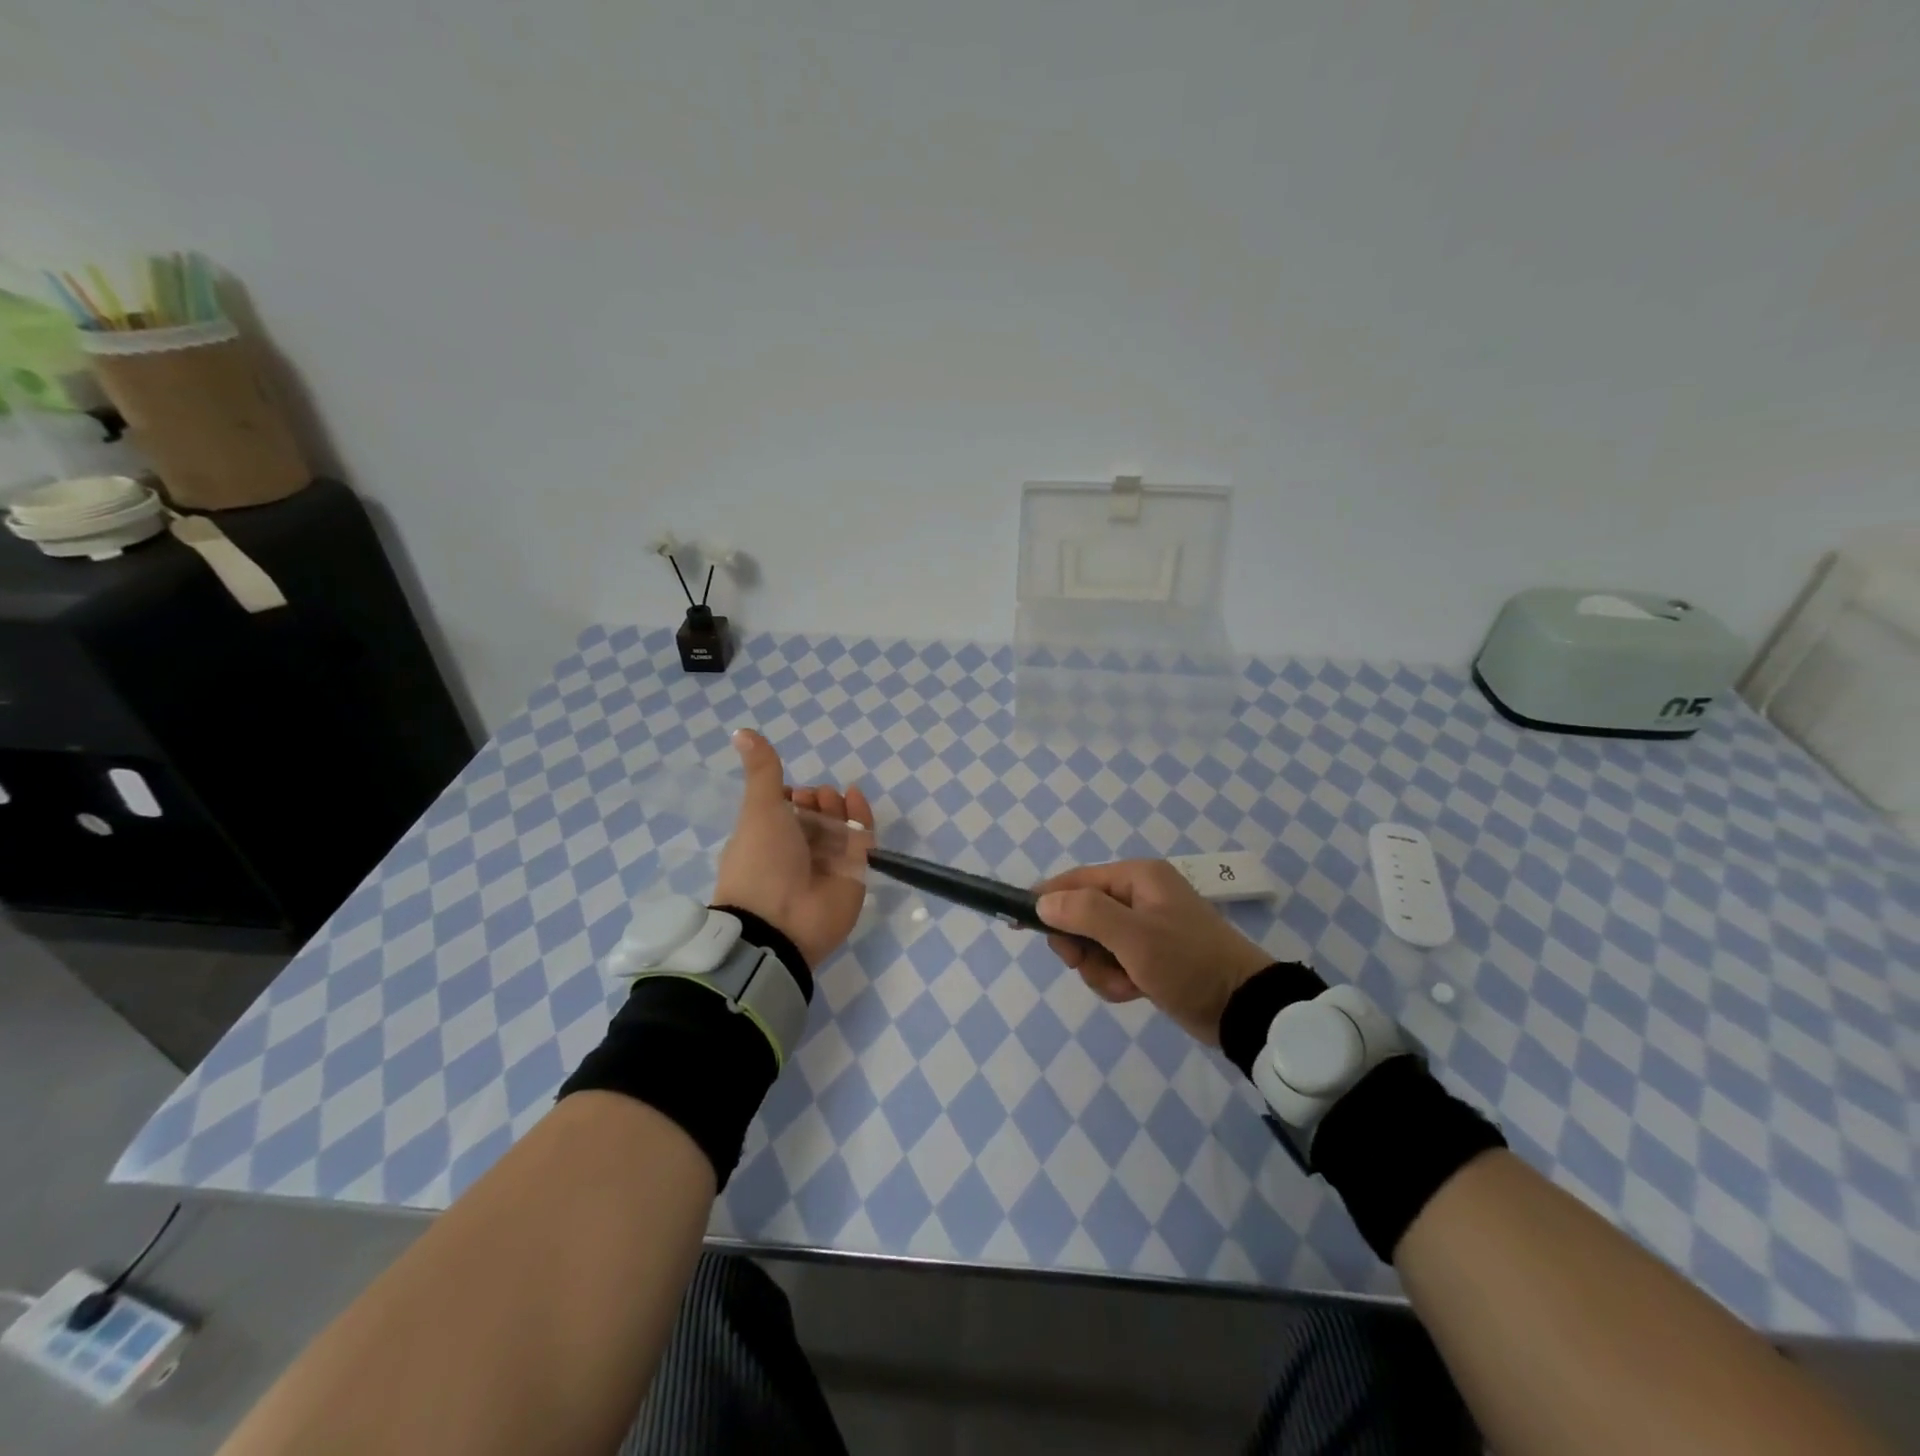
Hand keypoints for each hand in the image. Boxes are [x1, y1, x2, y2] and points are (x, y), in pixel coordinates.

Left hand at [713, 730, 871, 968]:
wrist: (782, 922)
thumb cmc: (762, 862)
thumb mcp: (759, 809)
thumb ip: (762, 771)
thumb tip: (741, 730)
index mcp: (767, 841)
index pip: (785, 813)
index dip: (791, 797)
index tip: (791, 791)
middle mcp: (797, 853)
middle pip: (815, 817)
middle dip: (817, 801)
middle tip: (815, 799)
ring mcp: (827, 864)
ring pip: (839, 826)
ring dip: (837, 806)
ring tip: (832, 800)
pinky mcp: (854, 874)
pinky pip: (861, 839)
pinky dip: (860, 817)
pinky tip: (855, 798)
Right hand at [1035, 860, 1274, 1043]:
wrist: (1244, 1008)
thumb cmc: (1188, 963)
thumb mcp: (1135, 937)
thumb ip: (1086, 914)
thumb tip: (1043, 902)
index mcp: (1137, 877)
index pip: (1076, 880)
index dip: (1046, 900)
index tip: (1020, 924)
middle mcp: (1139, 895)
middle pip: (1081, 915)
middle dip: (1083, 946)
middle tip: (1090, 964)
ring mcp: (1145, 927)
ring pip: (1094, 944)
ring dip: (1101, 969)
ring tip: (1128, 983)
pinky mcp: (1150, 955)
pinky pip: (1113, 963)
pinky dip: (1117, 980)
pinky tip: (1136, 991)